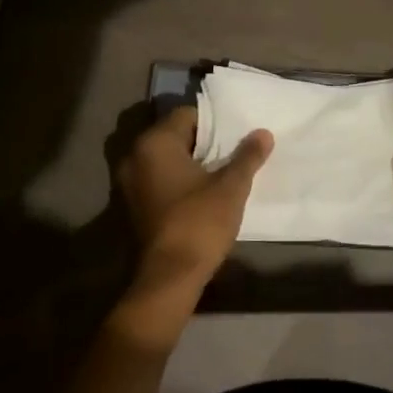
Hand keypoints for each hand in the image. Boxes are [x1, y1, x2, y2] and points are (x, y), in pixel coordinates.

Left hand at [112, 107, 272, 342]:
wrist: (169, 277)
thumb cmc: (199, 222)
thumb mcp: (231, 187)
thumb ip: (247, 156)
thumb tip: (263, 133)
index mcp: (154, 143)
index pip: (187, 115)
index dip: (214, 124)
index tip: (234, 138)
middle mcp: (134, 156)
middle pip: (174, 136)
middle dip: (202, 143)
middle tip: (230, 154)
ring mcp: (128, 182)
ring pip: (164, 159)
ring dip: (188, 163)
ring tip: (219, 174)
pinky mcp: (131, 205)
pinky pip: (156, 180)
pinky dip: (175, 181)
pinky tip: (199, 195)